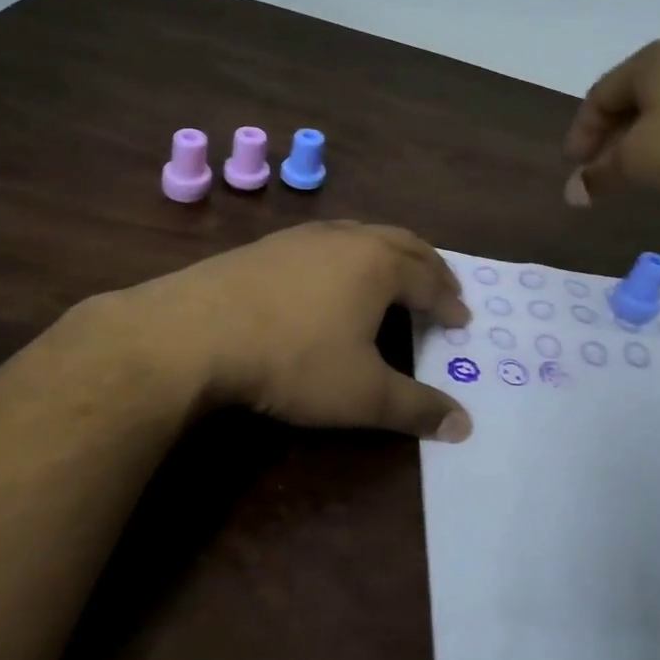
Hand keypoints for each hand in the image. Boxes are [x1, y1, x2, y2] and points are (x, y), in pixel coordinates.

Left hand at [105, 221, 474, 441]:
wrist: (194, 331)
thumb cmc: (293, 360)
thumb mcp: (362, 394)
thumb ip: (416, 409)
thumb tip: (465, 426)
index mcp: (380, 266)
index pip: (430, 281)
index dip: (449, 302)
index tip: (462, 319)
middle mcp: (349, 239)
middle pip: (403, 243)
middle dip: (429, 266)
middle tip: (442, 286)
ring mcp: (305, 237)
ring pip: (363, 234)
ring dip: (389, 253)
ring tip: (395, 273)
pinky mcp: (269, 244)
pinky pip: (327, 241)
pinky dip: (350, 254)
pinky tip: (333, 274)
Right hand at [562, 39, 659, 203]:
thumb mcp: (639, 162)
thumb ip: (600, 176)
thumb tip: (571, 194)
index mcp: (646, 63)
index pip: (597, 97)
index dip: (581, 133)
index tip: (575, 167)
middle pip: (629, 100)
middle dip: (611, 139)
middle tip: (602, 172)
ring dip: (642, 140)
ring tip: (639, 171)